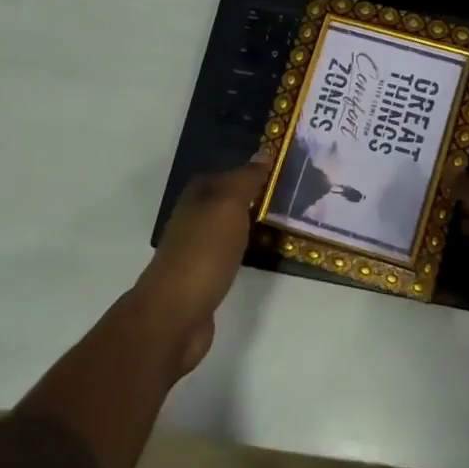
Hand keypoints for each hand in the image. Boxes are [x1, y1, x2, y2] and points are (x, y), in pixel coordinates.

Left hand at [134, 160, 268, 374]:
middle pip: (229, 200)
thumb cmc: (204, 252)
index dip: (255, 171)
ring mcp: (197, 248)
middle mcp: (194, 217)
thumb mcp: (228, 205)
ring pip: (230, 227)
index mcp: (197, 196)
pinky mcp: (204, 276)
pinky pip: (231, 253)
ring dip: (252, 224)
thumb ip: (246, 180)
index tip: (286, 174)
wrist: (176, 313)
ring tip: (284, 225)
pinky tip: (262, 254)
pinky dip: (247, 249)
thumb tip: (263, 154)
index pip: (230, 173)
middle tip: (292, 199)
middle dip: (256, 198)